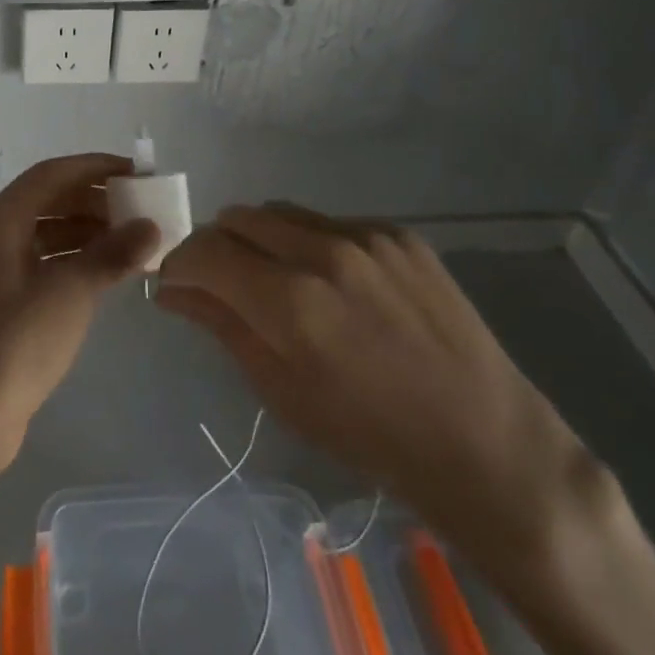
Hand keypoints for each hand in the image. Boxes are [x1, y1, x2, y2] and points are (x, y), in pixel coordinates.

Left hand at [0, 154, 159, 473]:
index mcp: (1, 218)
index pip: (53, 174)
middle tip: (142, 209)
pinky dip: (78, 259)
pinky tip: (111, 272)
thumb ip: (112, 253)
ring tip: (136, 241)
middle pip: (51, 198)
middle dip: (97, 200)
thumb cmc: (16, 343)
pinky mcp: (5, 297)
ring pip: (50, 230)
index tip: (137, 173)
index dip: (96, 167)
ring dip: (90, 231)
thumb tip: (150, 227)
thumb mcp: (70, 293)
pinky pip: (47, 260)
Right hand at [156, 204, 602, 573]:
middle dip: (215, 246)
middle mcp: (324, 252)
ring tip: (276, 280)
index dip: (178, 264)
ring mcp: (367, 236)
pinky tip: (332, 283)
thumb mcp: (281, 391)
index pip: (204, 251)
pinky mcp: (399, 233)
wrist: (484, 442)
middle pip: (236, 217)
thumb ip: (221, 325)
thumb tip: (170, 289)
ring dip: (259, 239)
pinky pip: (329, 222)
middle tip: (222, 284)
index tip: (176, 285)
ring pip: (280, 212)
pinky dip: (310, 243)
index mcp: (290, 301)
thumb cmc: (370, 435)